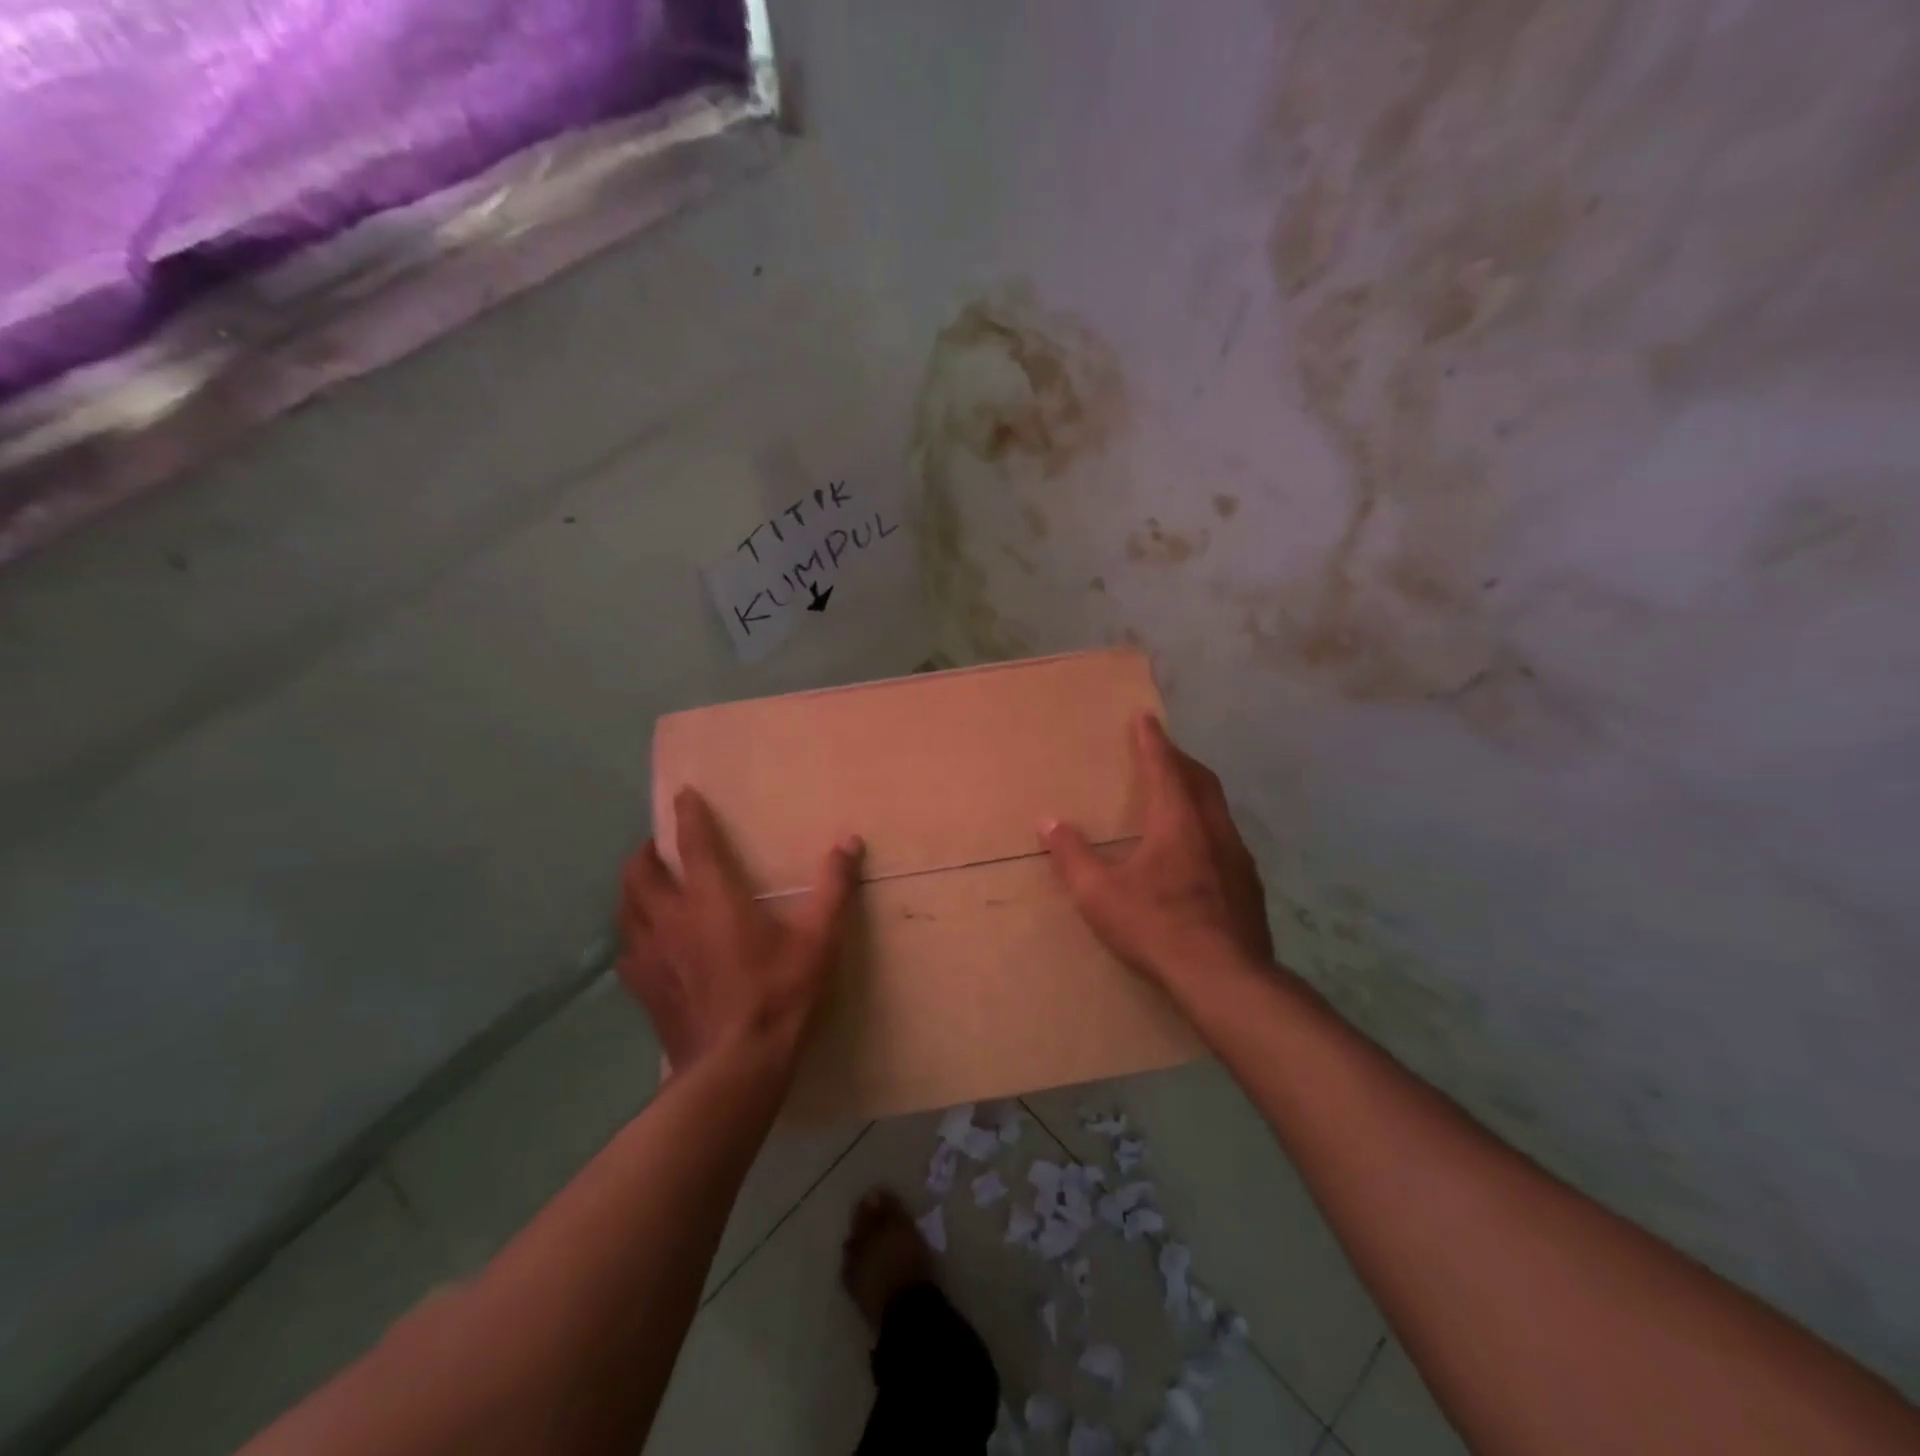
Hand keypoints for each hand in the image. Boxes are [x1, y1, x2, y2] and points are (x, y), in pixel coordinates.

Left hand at [618, 788, 861, 1073]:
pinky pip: (627, 951)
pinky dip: (632, 936)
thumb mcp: (818, 939)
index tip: (684, 794)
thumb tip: (849, 842)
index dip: (689, 815)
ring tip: (645, 886)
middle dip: (646, 852)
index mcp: (712, 898)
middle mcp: (672, 918)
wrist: (734, 1067)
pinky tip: (642, 946)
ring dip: (633, 889)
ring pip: (626, 909)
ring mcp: (651, 956)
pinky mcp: (644, 989)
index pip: (694, 843)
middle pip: (641, 873)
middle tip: (658, 846)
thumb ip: (834, 887)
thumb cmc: (779, 994)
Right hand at [1041, 714, 1272, 985]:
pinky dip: (1208, 825)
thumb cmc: (1156, 926)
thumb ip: (1072, 856)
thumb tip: (1048, 823)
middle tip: (1162, 750)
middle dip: (1179, 760)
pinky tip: (1198, 850)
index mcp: (1178, 822)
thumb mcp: (1099, 894)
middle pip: (1200, 780)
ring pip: (1218, 809)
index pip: (1165, 767)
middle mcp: (1214, 830)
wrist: (1224, 978)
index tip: (1145, 717)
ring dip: (1197, 792)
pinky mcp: (1249, 886)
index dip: (1152, 741)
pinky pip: (1227, 838)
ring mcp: (1238, 858)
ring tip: (1179, 794)